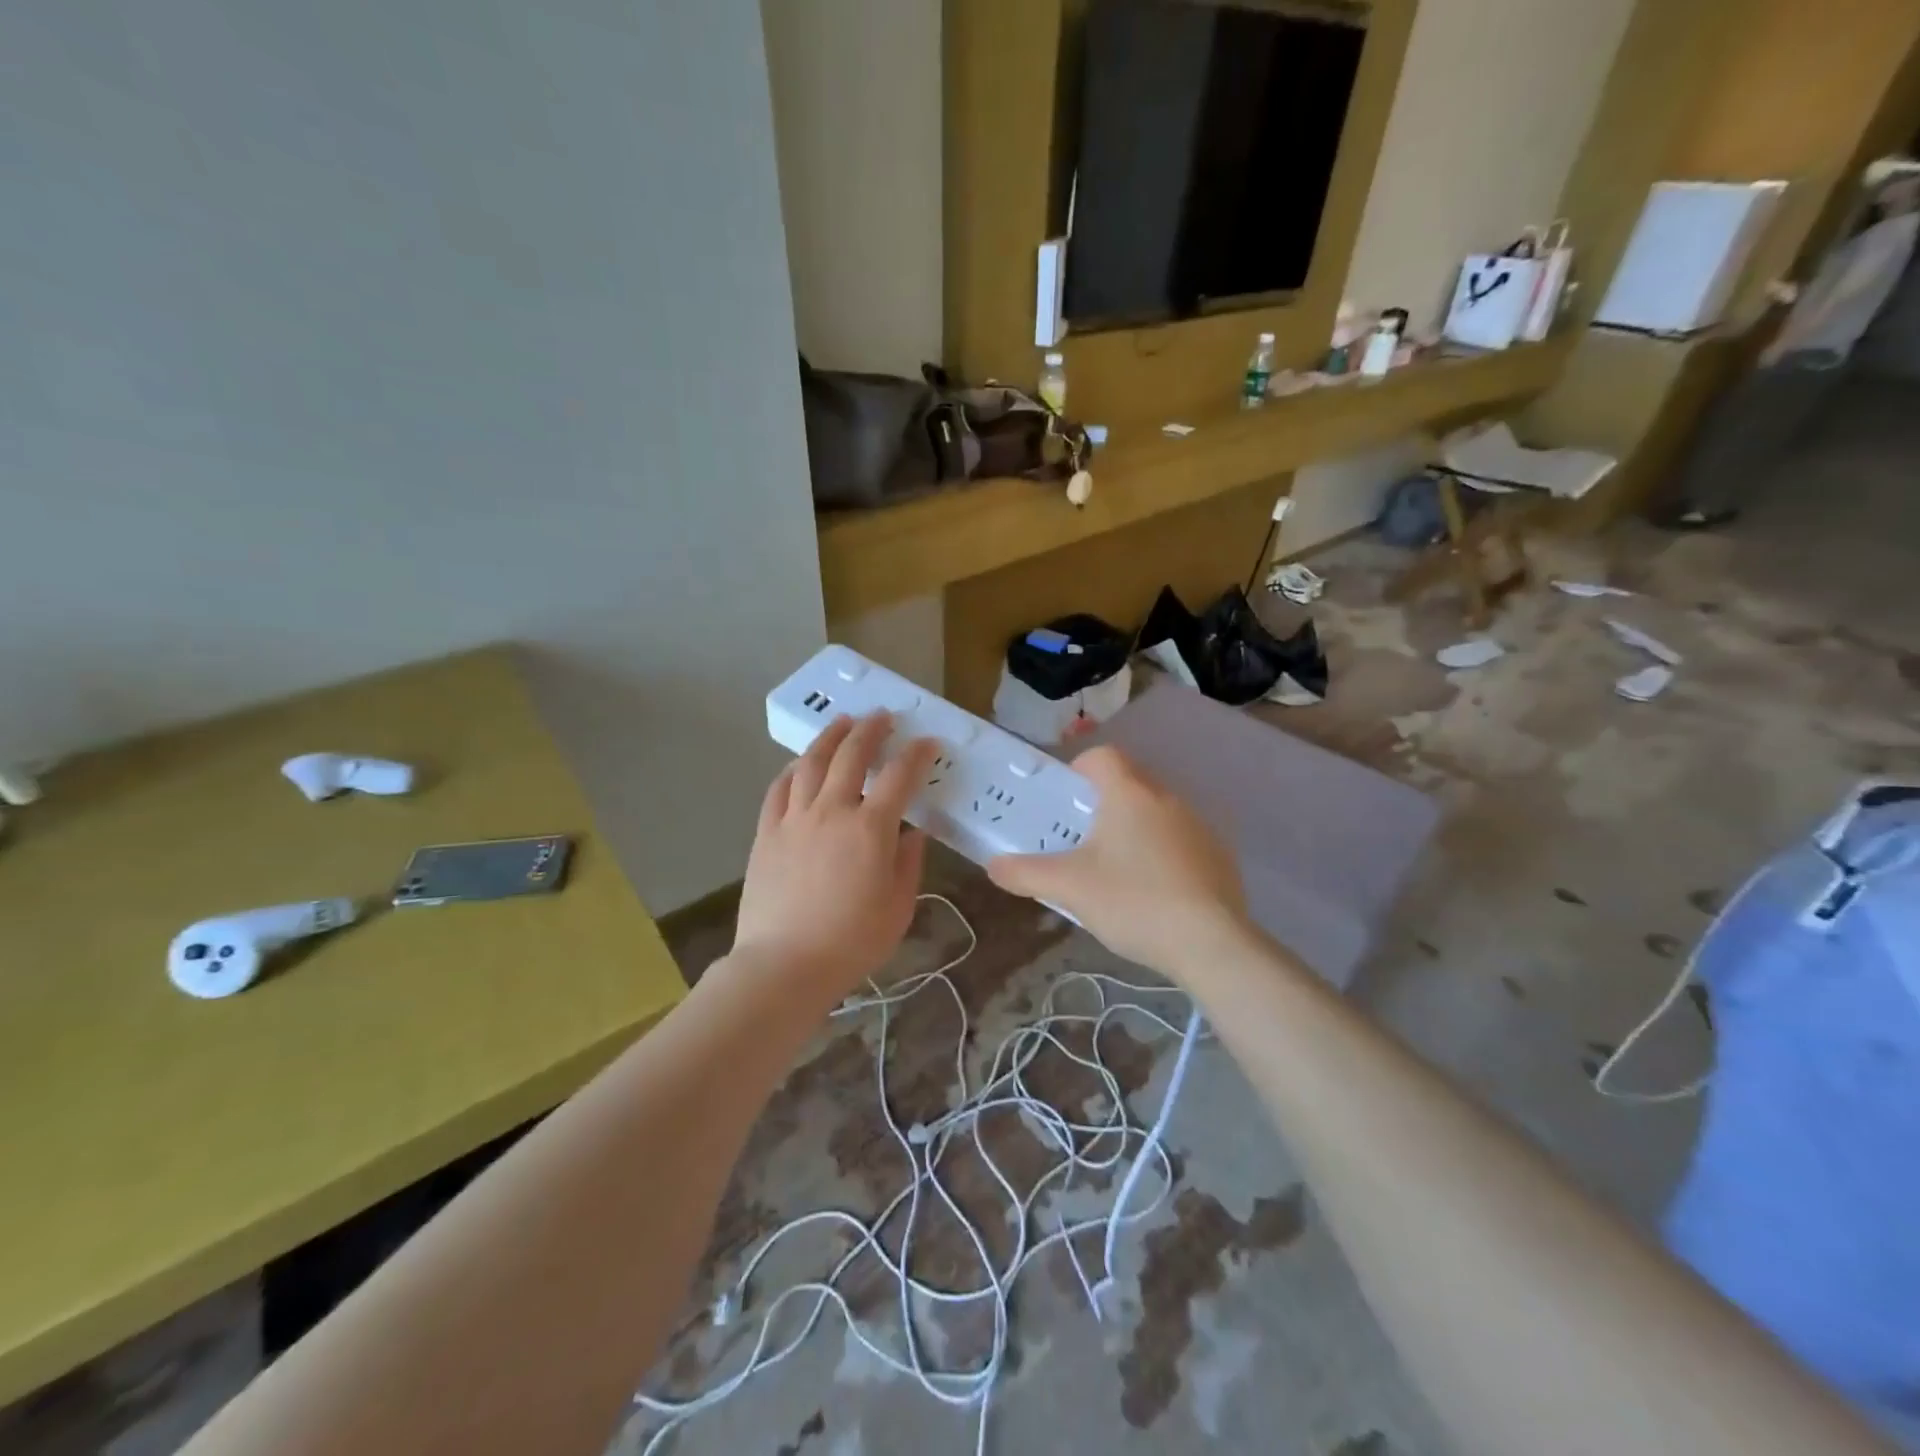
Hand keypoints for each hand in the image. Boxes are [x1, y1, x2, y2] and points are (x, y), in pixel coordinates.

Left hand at [731, 714, 934, 997]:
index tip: (928, 743)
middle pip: (852, 755)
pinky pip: (780, 788)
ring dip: (831, 737)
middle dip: (871, 730)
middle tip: (883, 716)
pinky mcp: (767, 832)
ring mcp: (794, 818)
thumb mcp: (898, 908)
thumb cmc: (851, 942)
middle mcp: (832, 811)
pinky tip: (801, 764)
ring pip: (812, 763)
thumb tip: (913, 834)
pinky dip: (794, 769)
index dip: (917, 755)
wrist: (784, 965)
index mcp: (871, 828)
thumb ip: (908, 864)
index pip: (899, 777)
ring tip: (843, 722)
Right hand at [986, 746, 1251, 977]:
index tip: (1064, 800)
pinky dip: (1162, 854)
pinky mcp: (1219, 856)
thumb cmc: (1133, 901)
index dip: (1078, 769)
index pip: (1102, 756)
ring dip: (1134, 829)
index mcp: (1129, 794)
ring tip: (1116, 871)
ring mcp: (1198, 826)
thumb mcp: (1069, 888)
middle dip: (1102, 804)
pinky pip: (1181, 840)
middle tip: (1080, 840)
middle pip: (1129, 783)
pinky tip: (1154, 893)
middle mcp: (1166, 798)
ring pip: (1156, 813)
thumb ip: (1025, 873)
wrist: (1211, 943)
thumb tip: (993, 866)